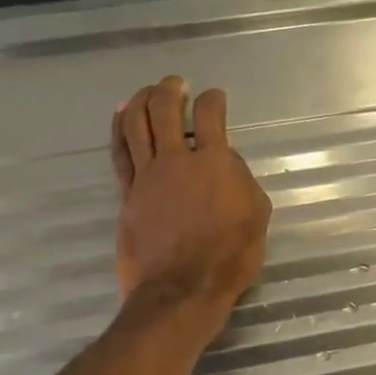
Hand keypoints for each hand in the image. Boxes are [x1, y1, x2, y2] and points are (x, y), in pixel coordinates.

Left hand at [111, 77, 271, 315]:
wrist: (182, 290)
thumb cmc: (229, 256)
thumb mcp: (256, 214)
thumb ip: (242, 179)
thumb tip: (224, 162)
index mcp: (214, 162)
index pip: (211, 115)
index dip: (213, 99)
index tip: (215, 98)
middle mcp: (177, 160)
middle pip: (165, 109)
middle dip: (171, 90)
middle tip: (176, 84)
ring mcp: (147, 175)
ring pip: (136, 124)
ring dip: (141, 99)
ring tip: (147, 91)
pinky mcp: (127, 193)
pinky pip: (119, 152)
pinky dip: (119, 128)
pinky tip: (121, 114)